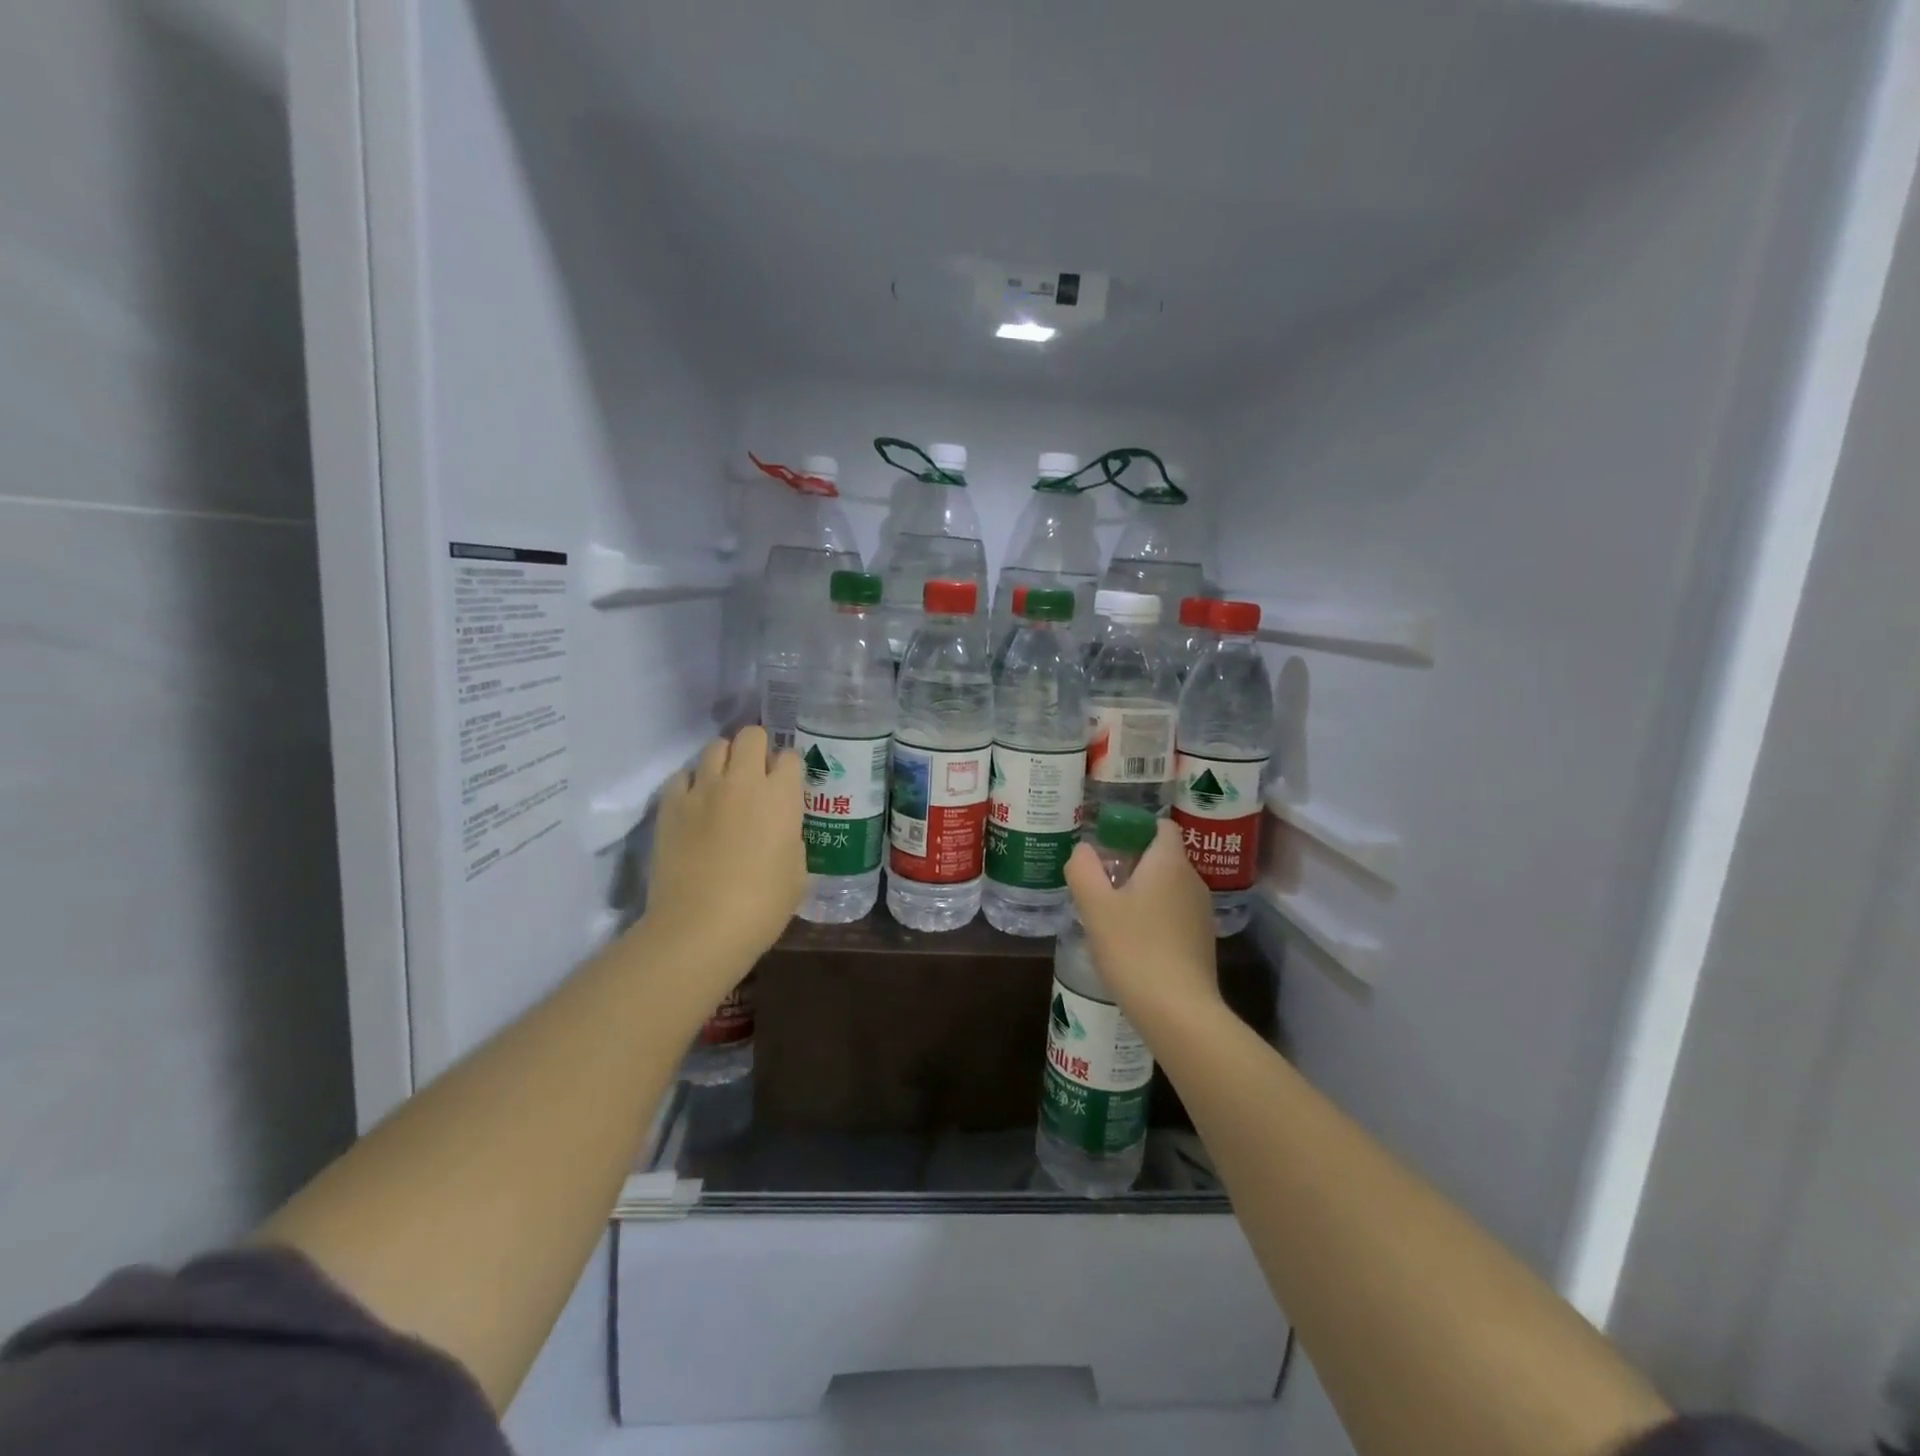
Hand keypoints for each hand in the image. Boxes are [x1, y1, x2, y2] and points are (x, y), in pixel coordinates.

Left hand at [640, 727, 805, 1003]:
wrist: (700, 927)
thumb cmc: (762, 906)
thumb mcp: (797, 873)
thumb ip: (791, 838)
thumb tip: (781, 830)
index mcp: (781, 796)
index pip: (790, 756)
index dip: (789, 769)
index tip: (787, 785)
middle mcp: (743, 781)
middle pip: (750, 735)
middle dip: (757, 748)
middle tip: (756, 775)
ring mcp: (702, 789)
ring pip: (714, 747)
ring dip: (724, 761)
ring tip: (724, 785)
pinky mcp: (670, 805)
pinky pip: (682, 776)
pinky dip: (691, 783)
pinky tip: (695, 805)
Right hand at [1064, 818, 1220, 1033]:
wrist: (1179, 1012)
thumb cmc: (1134, 949)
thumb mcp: (1095, 906)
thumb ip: (1083, 869)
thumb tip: (1083, 850)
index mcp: (1169, 863)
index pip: (1161, 825)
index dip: (1135, 828)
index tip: (1108, 845)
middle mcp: (1192, 880)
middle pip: (1162, 856)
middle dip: (1131, 862)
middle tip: (1099, 881)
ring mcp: (1201, 913)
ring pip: (1167, 887)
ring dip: (1140, 892)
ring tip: (1109, 913)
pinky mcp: (1201, 941)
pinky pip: (1173, 914)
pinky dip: (1153, 917)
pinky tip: (1130, 941)